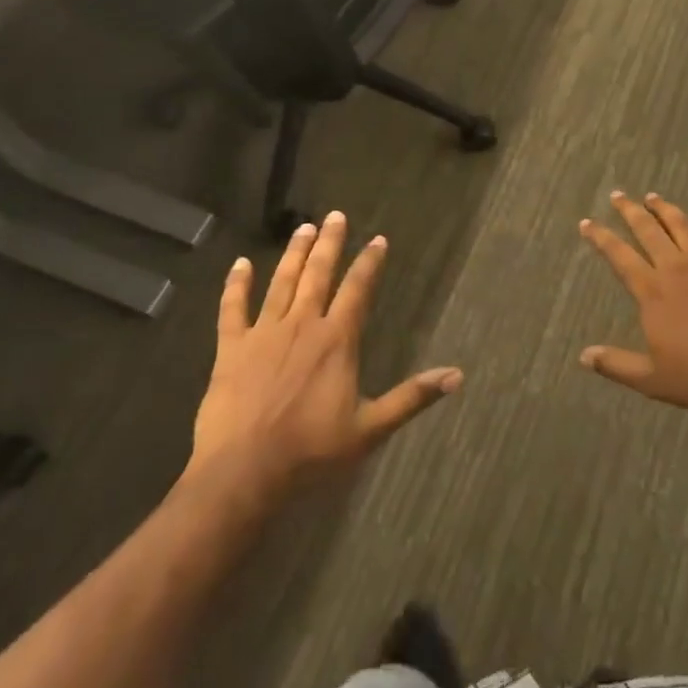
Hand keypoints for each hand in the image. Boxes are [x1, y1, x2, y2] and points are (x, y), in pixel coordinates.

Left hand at [183, 212, 461, 516]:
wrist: (243, 472)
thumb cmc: (311, 451)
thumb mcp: (370, 428)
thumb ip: (412, 397)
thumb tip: (457, 376)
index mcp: (337, 340)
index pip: (358, 289)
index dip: (370, 262)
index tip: (378, 240)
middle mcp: (302, 325)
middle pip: (318, 274)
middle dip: (330, 243)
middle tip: (336, 215)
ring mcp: (264, 334)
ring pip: (281, 283)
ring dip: (294, 253)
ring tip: (303, 228)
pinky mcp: (230, 349)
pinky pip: (232, 309)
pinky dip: (235, 285)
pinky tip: (239, 264)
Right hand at [578, 192, 687, 415]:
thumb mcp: (651, 379)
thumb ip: (615, 364)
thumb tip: (583, 356)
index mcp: (652, 292)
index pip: (619, 256)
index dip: (601, 237)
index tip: (587, 223)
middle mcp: (676, 269)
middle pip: (649, 230)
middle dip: (630, 211)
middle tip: (618, 196)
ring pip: (682, 226)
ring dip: (665, 209)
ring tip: (653, 197)